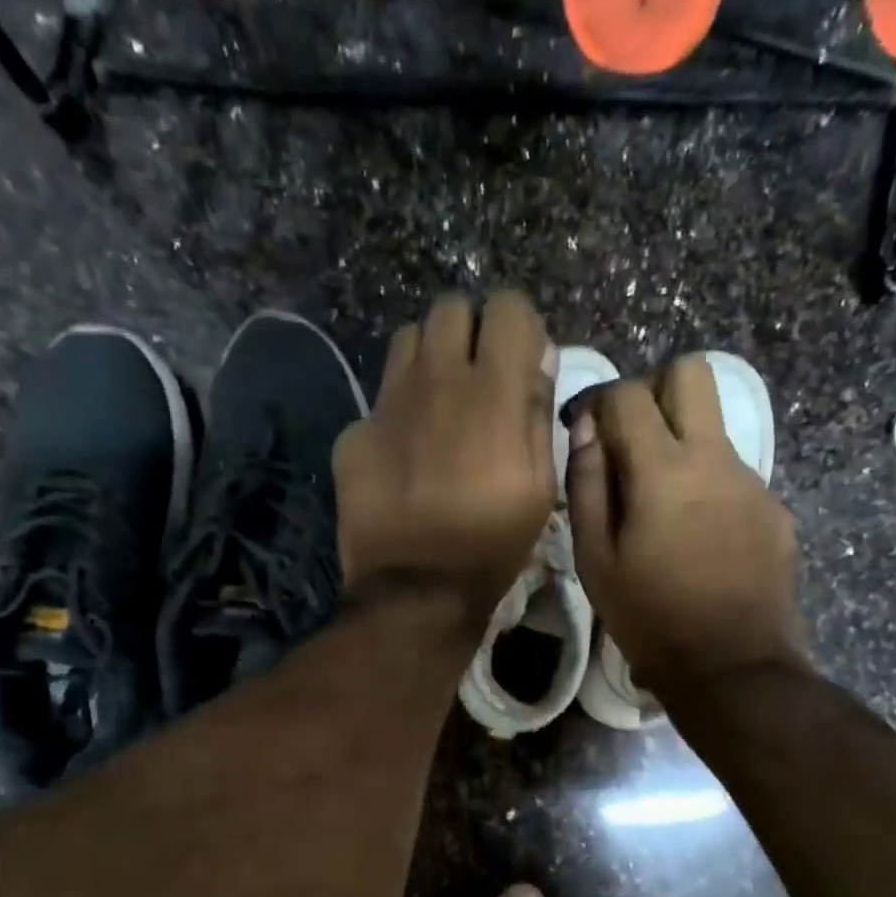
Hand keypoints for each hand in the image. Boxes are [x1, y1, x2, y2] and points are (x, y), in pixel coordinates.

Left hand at [334, 291, 557, 620]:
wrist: (415, 589)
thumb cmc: (491, 542)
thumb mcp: (540, 486)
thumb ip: (537, 412)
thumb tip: (536, 359)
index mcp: (491, 391)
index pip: (509, 307)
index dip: (520, 329)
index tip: (521, 363)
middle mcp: (436, 379)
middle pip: (451, 308)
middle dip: (471, 332)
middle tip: (478, 378)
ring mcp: (388, 403)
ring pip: (409, 340)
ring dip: (431, 359)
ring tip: (440, 404)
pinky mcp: (355, 432)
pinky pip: (380, 398)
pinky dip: (398, 412)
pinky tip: (405, 453)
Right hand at [567, 356, 802, 692]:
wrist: (732, 667)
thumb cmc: (649, 617)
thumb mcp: (595, 559)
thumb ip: (587, 485)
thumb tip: (587, 431)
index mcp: (664, 469)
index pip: (630, 393)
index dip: (601, 402)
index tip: (590, 433)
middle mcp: (715, 459)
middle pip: (693, 373)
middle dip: (656, 390)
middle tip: (634, 441)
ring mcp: (753, 482)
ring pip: (715, 428)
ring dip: (683, 446)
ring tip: (663, 510)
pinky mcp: (775, 510)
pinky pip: (734, 476)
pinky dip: (709, 488)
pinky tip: (699, 540)